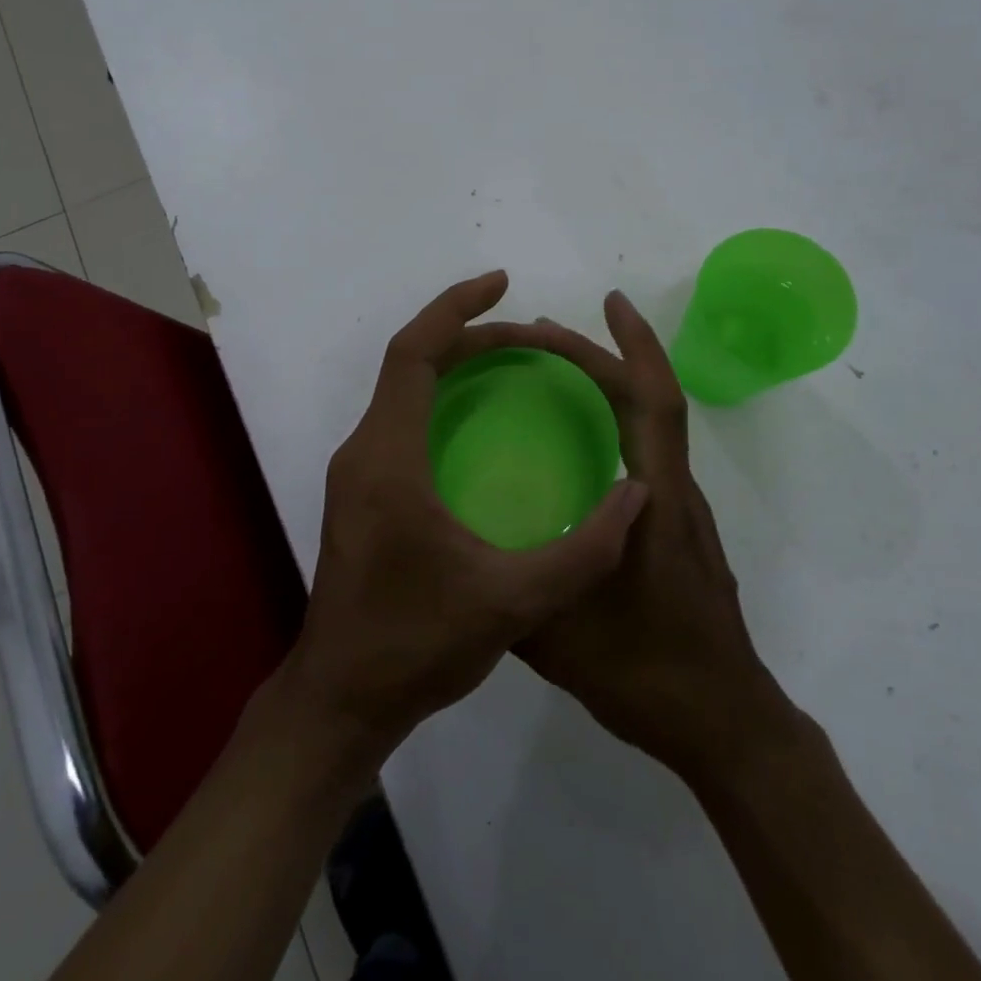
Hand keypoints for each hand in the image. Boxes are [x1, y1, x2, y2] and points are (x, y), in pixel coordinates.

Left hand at [283, 271, 650, 760]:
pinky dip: (440, 401)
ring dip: (452, 367)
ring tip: (512, 364)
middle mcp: (363, 452)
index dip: (455, 309)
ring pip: (402, 393)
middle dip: (467, 337)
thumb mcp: (512, 603)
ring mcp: (356, 473)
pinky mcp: (361, 495)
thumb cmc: (416, 645)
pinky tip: (481, 425)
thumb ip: (584, 552)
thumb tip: (638, 495)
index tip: (501, 283)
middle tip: (531, 336)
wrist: (343, 697)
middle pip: (410, 365)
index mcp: (387, 459)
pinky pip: (401, 421)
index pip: (414, 354)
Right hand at [515, 292, 797, 783]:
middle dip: (604, 357)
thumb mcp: (558, 634)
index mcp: (654, 501)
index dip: (634, 347)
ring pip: (651, 431)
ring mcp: (681, 515)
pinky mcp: (678, 536)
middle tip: (544, 336)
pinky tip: (576, 452)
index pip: (653, 403)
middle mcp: (673, 494)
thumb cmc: (647, 673)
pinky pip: (647, 460)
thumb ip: (511, 586)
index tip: (609, 302)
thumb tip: (464, 548)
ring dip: (610, 390)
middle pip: (651, 403)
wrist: (725, 725)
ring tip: (554, 378)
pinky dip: (615, 429)